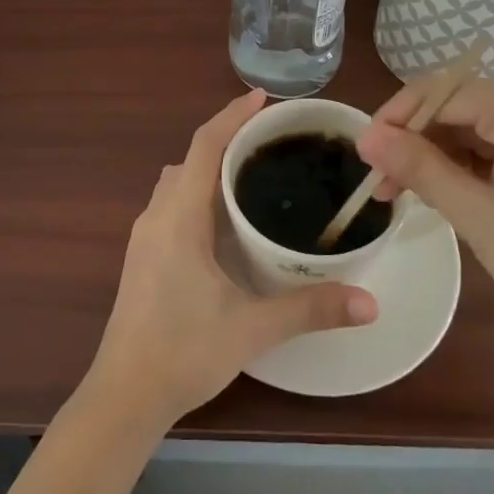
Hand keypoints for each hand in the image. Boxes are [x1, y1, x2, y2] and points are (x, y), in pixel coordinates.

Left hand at [84, 89, 377, 431]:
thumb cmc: (183, 351)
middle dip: (225, 139)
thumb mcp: (252, 328)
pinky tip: (224, 222)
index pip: (204, 146)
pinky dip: (197, 193)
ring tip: (250, 175)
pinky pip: (171, 205)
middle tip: (269, 140)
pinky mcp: (142, 257)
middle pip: (190, 159)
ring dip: (208, 168)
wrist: (124, 395)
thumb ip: (311, 309)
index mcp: (179, 217)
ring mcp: (144, 237)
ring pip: (177, 182)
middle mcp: (156, 216)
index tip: (262, 97)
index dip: (232, 116)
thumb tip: (370, 302)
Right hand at [356, 78, 493, 348]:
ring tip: (414, 196)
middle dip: (418, 143)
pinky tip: (459, 195)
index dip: (394, 122)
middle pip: (460, 108)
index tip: (362, 158)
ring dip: (444, 157)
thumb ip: (420, 168)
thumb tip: (368, 136)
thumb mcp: (479, 216)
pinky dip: (477, 166)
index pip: (438, 94)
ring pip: (482, 128)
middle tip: (385, 188)